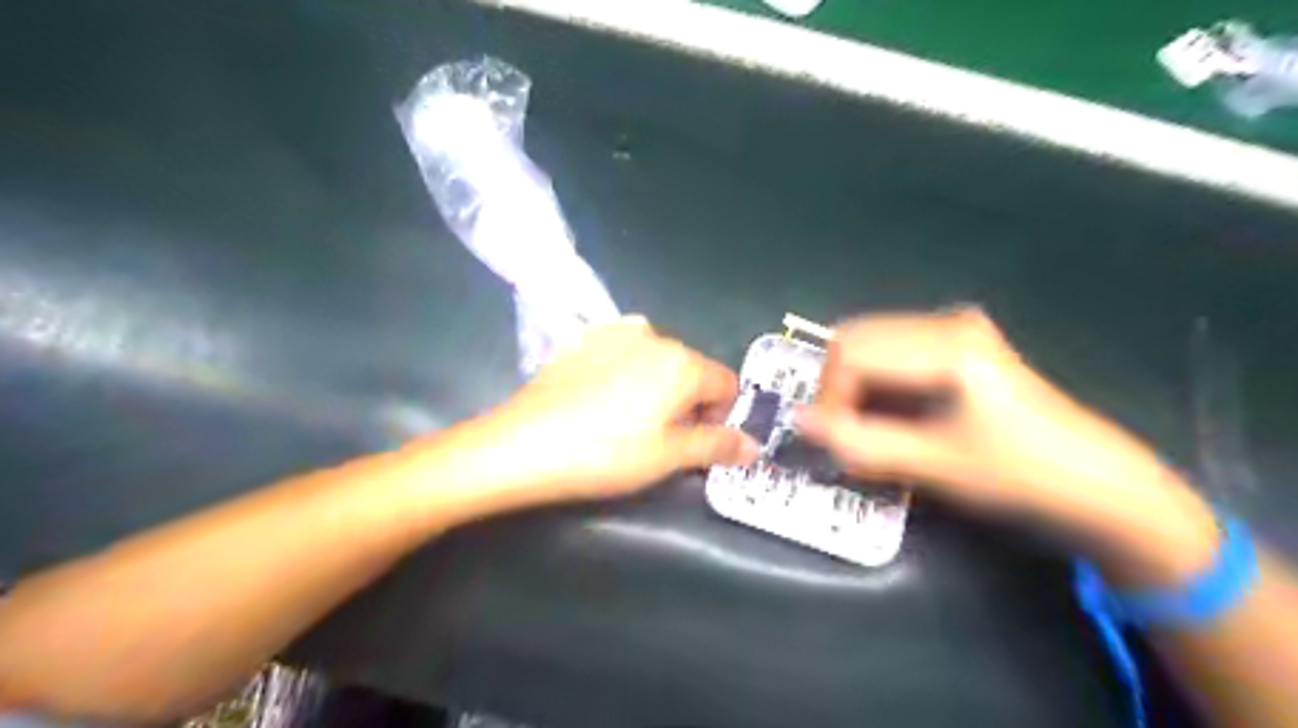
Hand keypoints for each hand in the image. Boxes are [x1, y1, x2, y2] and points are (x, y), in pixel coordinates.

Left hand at [470, 315, 756, 507]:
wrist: (524, 443)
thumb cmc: (606, 454)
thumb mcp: (669, 457)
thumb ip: (717, 445)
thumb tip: (753, 445)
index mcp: (683, 362)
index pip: (727, 385)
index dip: (721, 417)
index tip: (696, 444)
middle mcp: (655, 335)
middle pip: (692, 370)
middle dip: (689, 402)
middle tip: (660, 438)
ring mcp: (615, 331)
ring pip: (657, 360)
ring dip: (657, 386)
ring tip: (627, 420)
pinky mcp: (584, 337)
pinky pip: (623, 353)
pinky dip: (625, 373)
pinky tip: (599, 400)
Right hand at [797, 311, 1224, 576]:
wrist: (1092, 481)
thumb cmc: (1017, 474)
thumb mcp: (931, 465)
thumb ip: (858, 442)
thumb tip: (798, 422)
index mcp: (948, 345)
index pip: (852, 354)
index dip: (830, 398)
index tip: (835, 441)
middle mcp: (947, 321)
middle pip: (855, 338)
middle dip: (837, 387)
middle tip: (846, 432)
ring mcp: (954, 326)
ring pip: (868, 342)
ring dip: (854, 384)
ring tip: (868, 427)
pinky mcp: (957, 340)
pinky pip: (890, 349)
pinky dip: (874, 380)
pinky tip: (891, 412)